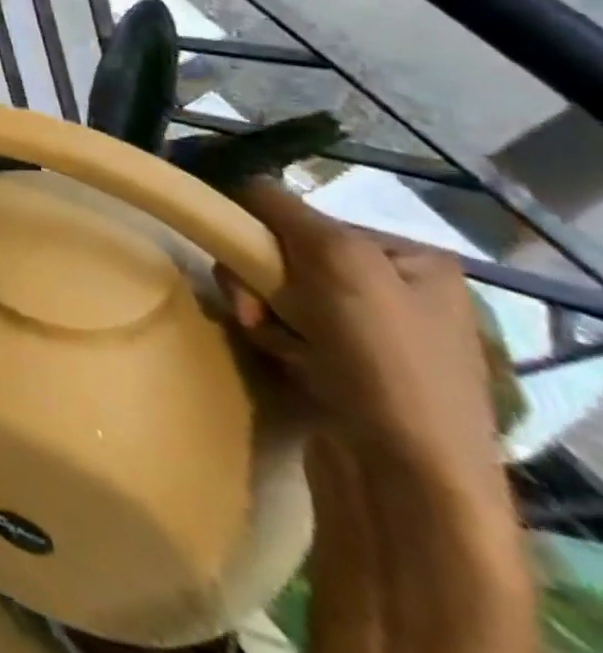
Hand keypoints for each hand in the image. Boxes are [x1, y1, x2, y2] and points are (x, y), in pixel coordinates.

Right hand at [218, 178, 504, 489]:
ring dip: (258, 311)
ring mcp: (371, 334)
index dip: (267, 237)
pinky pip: (283, 329)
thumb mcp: (339, 260)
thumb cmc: (384, 356)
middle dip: (258, 281)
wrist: (407, 474)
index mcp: (410, 259)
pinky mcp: (345, 369)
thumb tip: (241, 179)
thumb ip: (284, 210)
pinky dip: (271, 339)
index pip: (306, 220)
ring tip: (268, 341)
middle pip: (286, 257)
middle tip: (254, 310)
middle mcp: (394, 290)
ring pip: (276, 294)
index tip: (251, 263)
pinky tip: (284, 360)